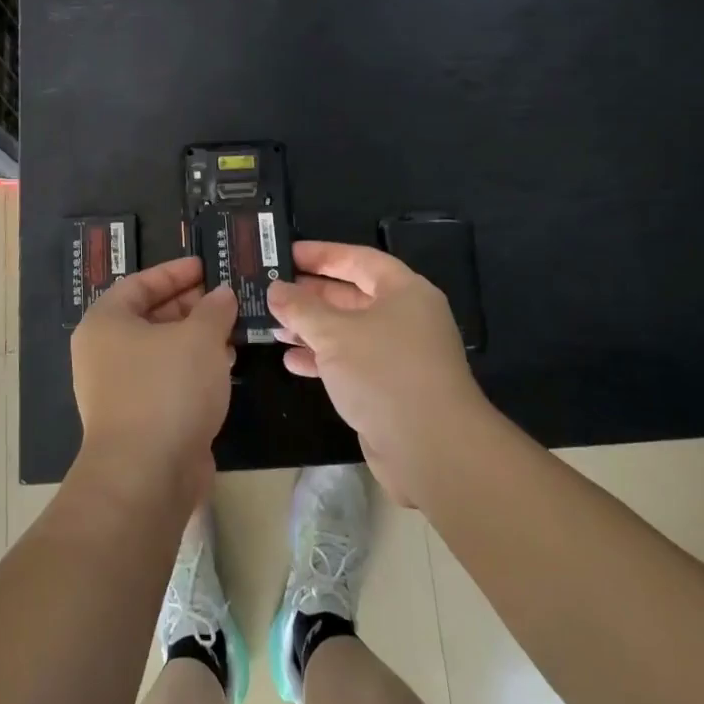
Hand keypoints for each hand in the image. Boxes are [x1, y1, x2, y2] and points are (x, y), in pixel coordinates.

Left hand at [72, 257, 236, 498]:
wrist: (146, 476)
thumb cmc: (167, 389)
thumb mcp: (199, 337)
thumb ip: (214, 309)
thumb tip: (222, 294)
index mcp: (106, 322)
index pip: (140, 283)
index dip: (175, 272)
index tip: (206, 266)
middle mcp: (105, 352)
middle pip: (151, 316)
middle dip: (192, 305)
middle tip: (227, 297)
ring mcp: (119, 388)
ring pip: (163, 350)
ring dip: (197, 338)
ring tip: (234, 328)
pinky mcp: (139, 418)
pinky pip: (168, 380)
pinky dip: (194, 369)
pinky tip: (225, 366)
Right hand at [267, 241, 486, 503]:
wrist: (431, 449)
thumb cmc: (384, 373)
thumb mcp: (335, 334)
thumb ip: (301, 308)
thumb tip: (276, 289)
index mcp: (404, 292)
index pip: (359, 259)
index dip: (322, 254)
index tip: (286, 253)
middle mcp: (406, 318)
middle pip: (352, 296)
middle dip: (311, 295)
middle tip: (272, 291)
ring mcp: (400, 355)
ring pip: (349, 332)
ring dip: (312, 329)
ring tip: (274, 327)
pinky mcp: (390, 388)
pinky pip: (351, 363)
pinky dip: (323, 360)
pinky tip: (292, 362)